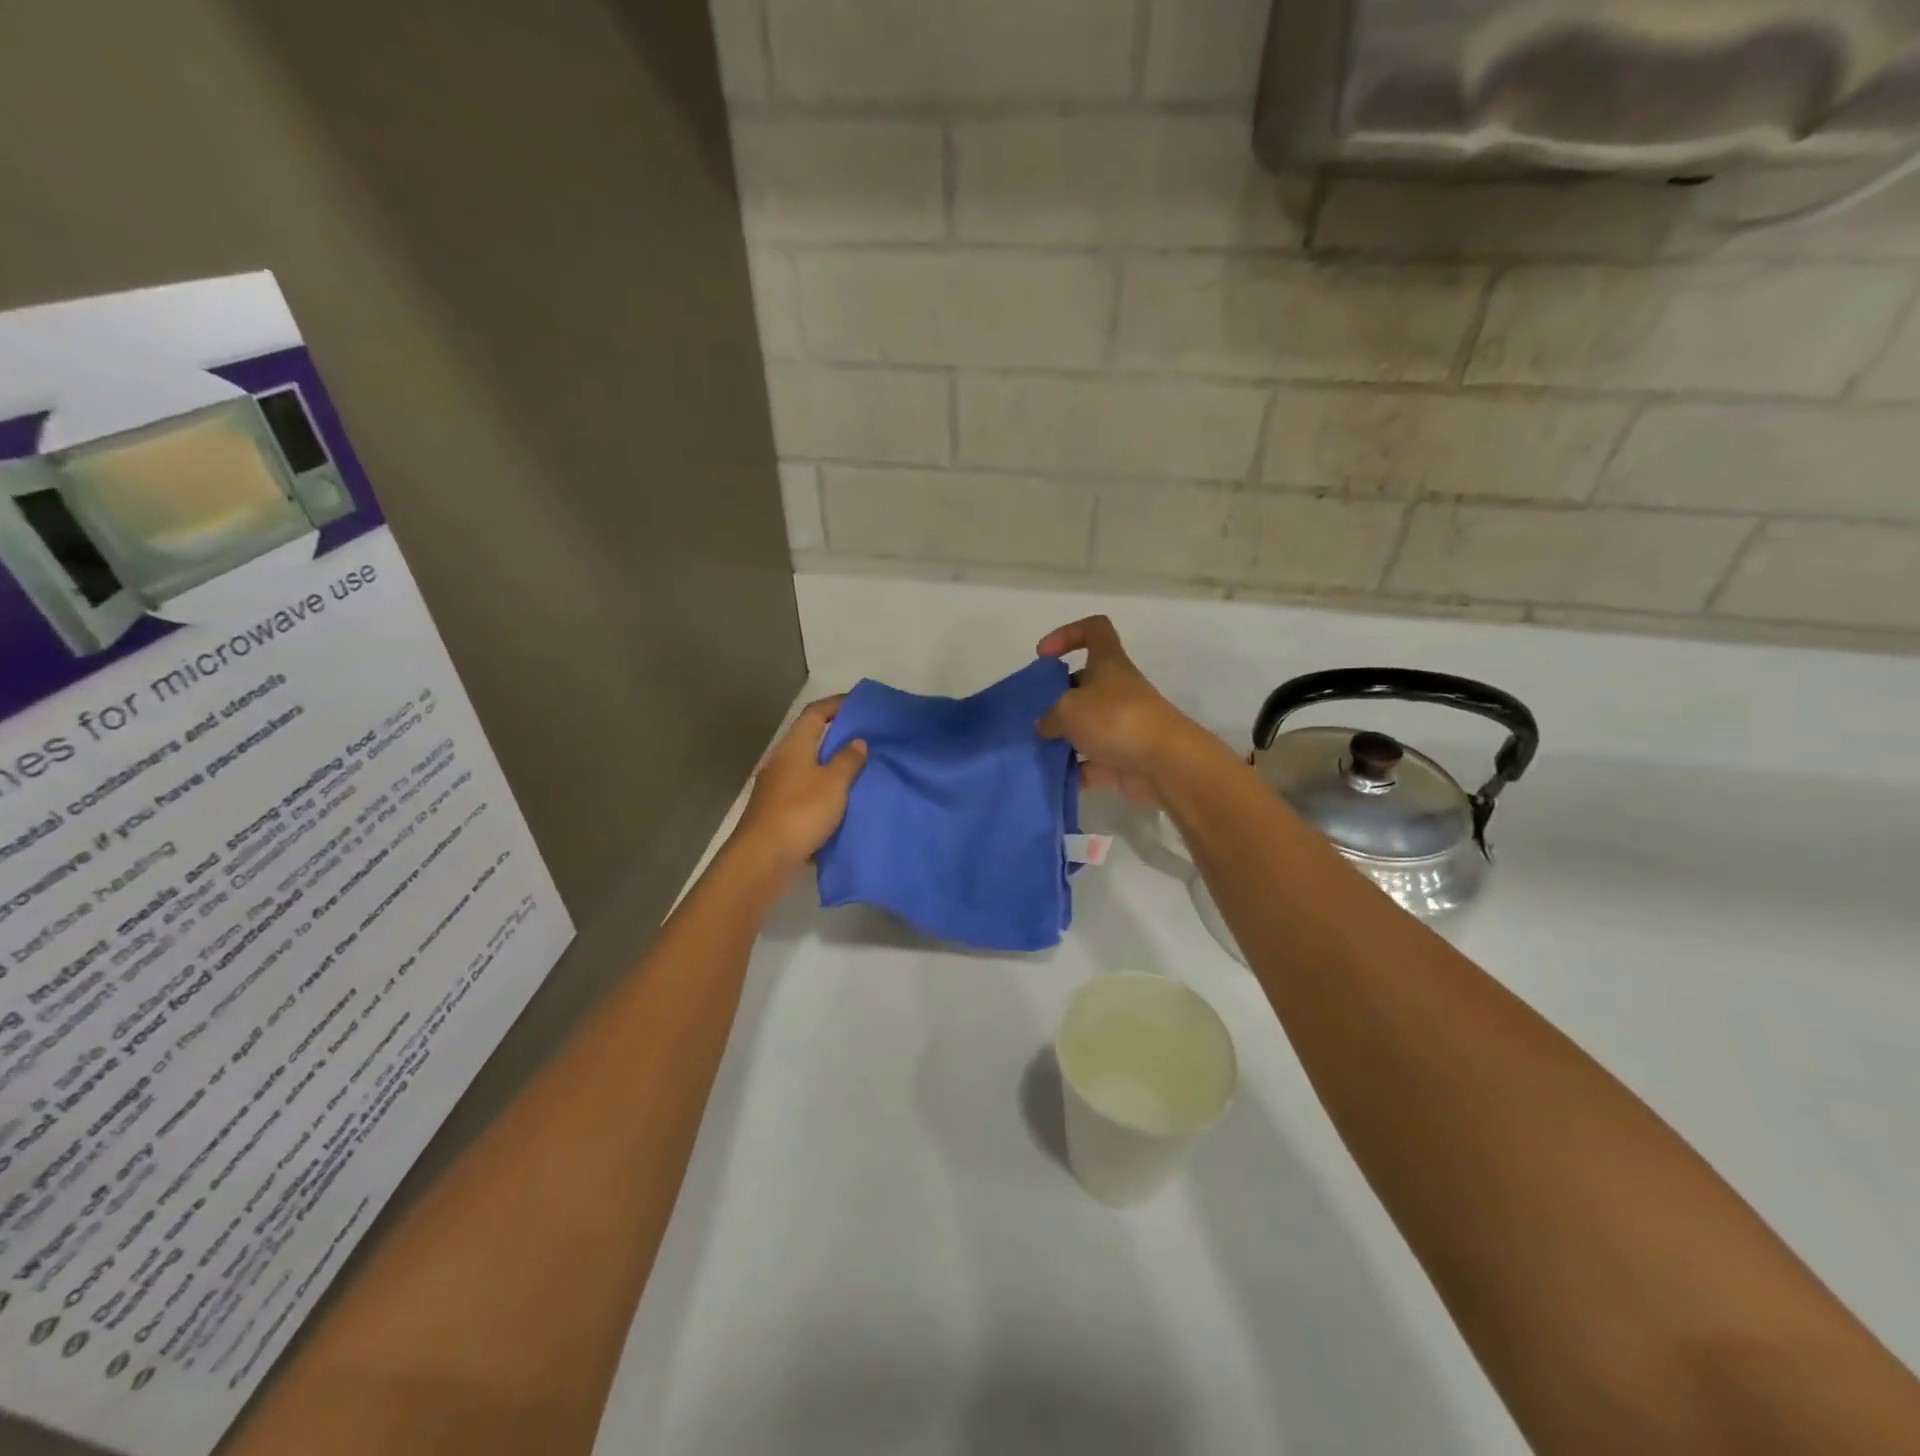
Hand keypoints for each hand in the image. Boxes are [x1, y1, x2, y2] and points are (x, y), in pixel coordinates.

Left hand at [733, 696, 867, 872]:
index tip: (859, 704)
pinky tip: (841, 801)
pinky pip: (805, 790)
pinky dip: (824, 790)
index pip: (815, 713)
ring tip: (859, 769)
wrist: (763, 858)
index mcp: (794, 747)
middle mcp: (781, 761)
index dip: (836, 704)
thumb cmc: (801, 812)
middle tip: (866, 737)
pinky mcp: (777, 811)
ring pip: (808, 767)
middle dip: (836, 735)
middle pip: (809, 739)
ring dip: (831, 765)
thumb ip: (848, 760)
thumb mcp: (834, 784)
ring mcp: (776, 787)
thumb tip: (857, 740)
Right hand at [1035, 616, 1195, 805]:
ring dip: (1063, 737)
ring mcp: (1122, 725)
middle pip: (1083, 683)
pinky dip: (1076, 769)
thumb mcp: (1068, 709)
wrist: (1165, 762)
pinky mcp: (1123, 757)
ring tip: (1037, 748)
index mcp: (1108, 663)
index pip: (1094, 630)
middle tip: (1034, 714)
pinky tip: (1054, 777)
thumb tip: (1044, 725)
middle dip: (1056, 698)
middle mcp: (1116, 689)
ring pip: (1086, 726)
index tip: (1044, 655)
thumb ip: (1049, 716)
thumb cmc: (1114, 719)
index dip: (1067, 634)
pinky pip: (1093, 761)